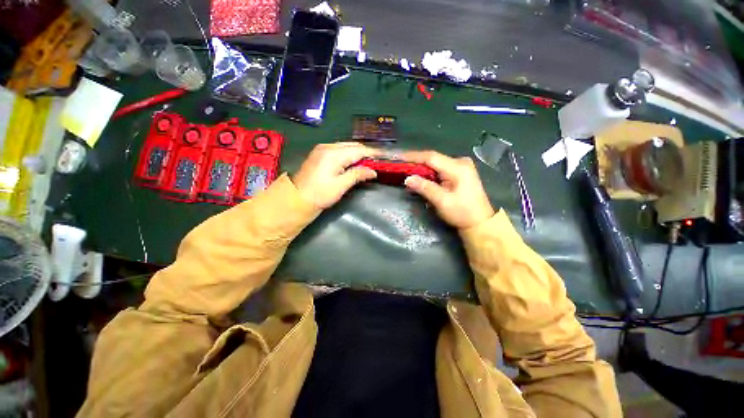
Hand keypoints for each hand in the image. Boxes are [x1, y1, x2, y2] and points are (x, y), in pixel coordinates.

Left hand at [292, 142, 381, 208]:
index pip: (358, 150)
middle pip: (352, 145)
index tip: (383, 156)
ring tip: (366, 163)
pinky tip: (353, 162)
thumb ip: (357, 175)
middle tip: (376, 161)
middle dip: (365, 152)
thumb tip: (373, 171)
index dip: (372, 153)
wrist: (296, 198)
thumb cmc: (320, 194)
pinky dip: (348, 154)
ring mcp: (322, 149)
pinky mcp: (319, 153)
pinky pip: (338, 149)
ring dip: (357, 153)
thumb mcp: (341, 186)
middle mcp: (328, 147)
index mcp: (334, 154)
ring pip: (346, 146)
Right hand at [402, 151, 494, 228]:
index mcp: (458, 168)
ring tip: (405, 168)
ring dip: (421, 166)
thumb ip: (425, 188)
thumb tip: (407, 179)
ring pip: (435, 163)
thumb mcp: (442, 202)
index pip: (431, 157)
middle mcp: (460, 162)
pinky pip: (440, 168)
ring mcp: (461, 166)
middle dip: (415, 161)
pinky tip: (419, 174)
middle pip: (433, 159)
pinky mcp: (459, 172)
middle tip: (399, 164)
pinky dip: (428, 171)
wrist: (479, 222)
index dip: (413, 156)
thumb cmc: (462, 213)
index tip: (398, 157)